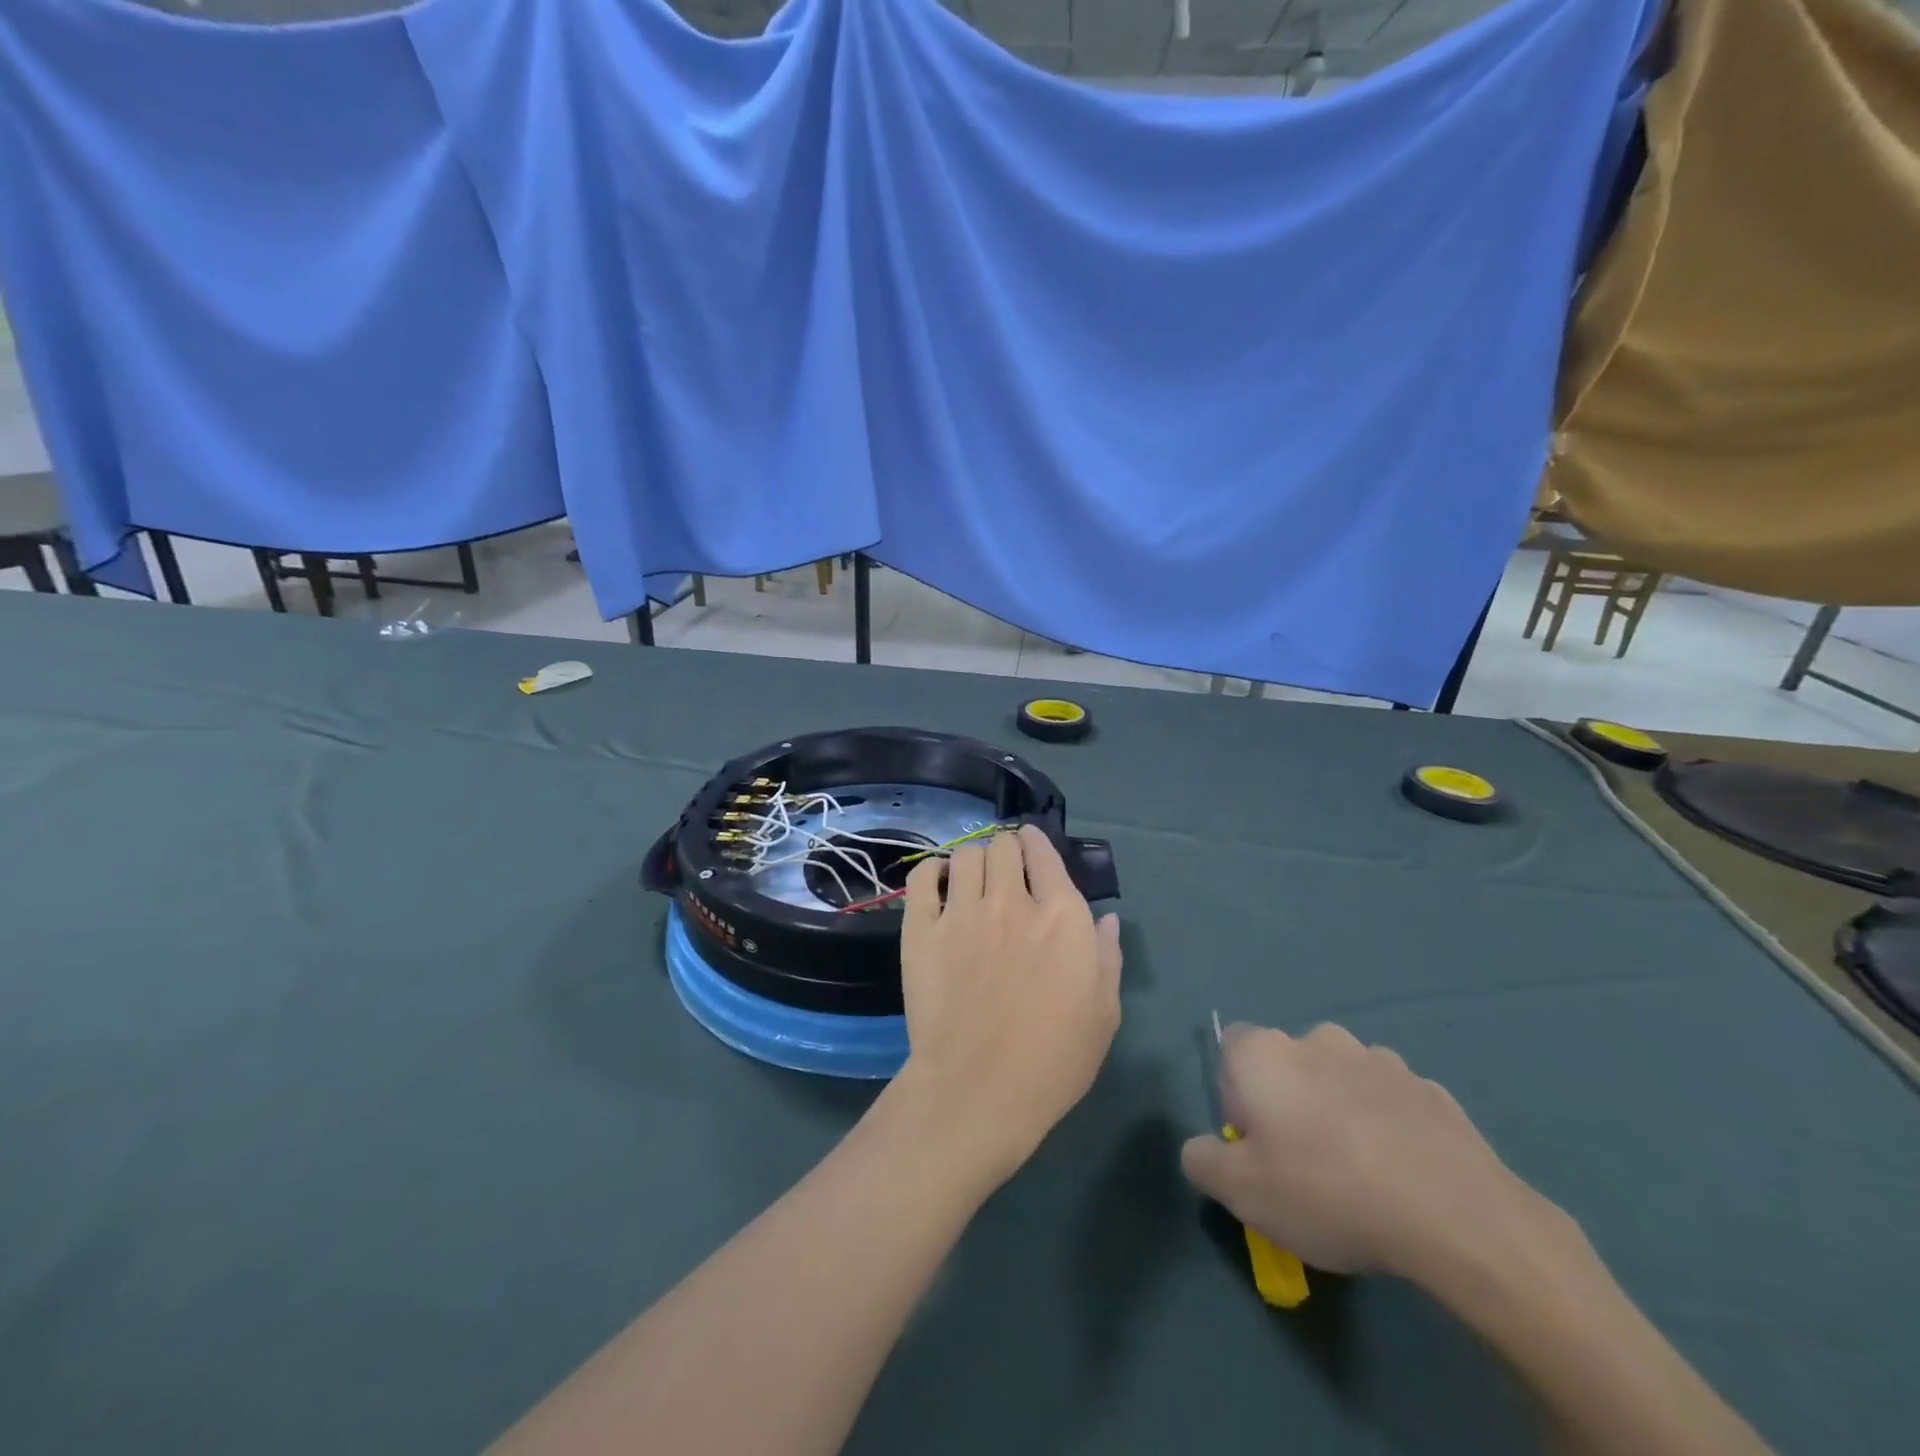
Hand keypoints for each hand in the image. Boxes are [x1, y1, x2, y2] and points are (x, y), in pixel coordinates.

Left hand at [890, 825, 1122, 1184]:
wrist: (977, 1091)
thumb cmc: (1052, 1061)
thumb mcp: (1103, 1015)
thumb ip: (1107, 958)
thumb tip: (1107, 917)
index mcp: (1062, 918)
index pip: (1046, 854)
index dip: (1038, 843)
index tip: (1032, 846)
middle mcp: (1012, 902)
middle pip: (1003, 846)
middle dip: (1007, 849)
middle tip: (1004, 869)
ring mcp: (963, 913)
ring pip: (966, 855)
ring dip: (973, 859)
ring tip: (972, 879)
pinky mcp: (922, 930)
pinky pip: (923, 879)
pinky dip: (932, 872)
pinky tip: (939, 884)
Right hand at [1181, 1024, 1546, 1282]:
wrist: (1455, 1216)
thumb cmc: (1328, 1192)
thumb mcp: (1243, 1193)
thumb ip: (1203, 1162)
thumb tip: (1201, 1149)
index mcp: (1266, 1053)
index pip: (1231, 1047)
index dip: (1236, 1094)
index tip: (1256, 1142)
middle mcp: (1318, 1040)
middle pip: (1287, 1062)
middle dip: (1289, 1101)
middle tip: (1304, 1164)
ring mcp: (1379, 1059)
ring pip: (1341, 1079)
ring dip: (1339, 1110)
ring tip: (1361, 1174)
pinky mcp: (1430, 1088)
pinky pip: (1390, 1101)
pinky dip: (1387, 1125)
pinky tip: (1403, 1176)